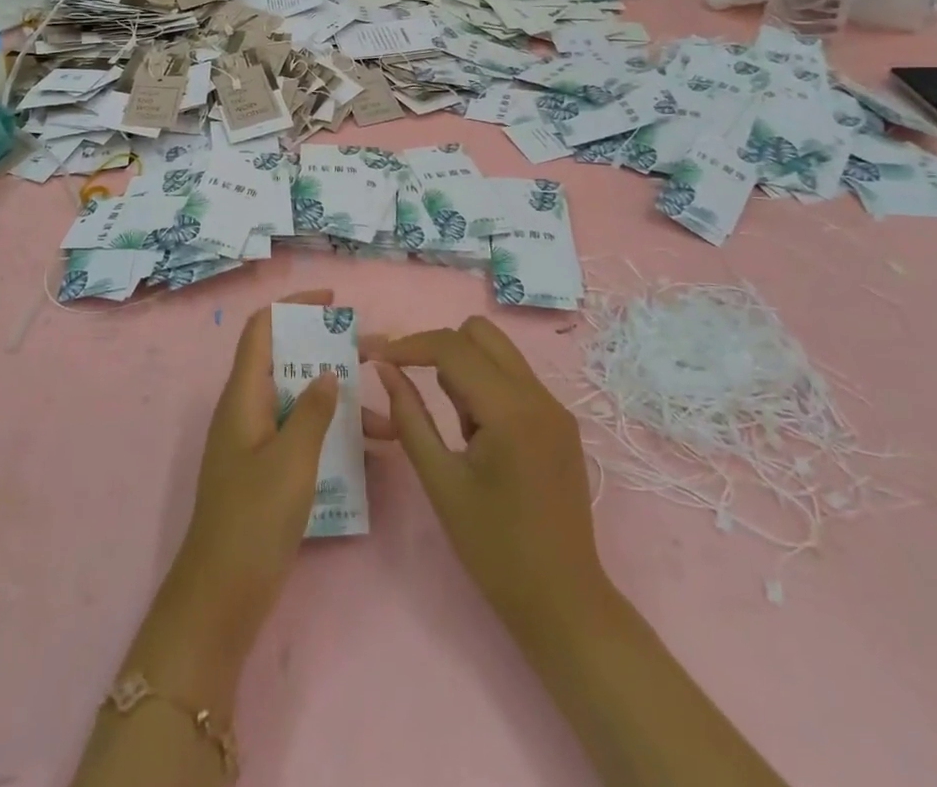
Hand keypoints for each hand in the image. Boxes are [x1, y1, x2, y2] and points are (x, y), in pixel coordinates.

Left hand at [131, 295, 337, 694]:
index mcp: (243, 394)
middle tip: (376, 355)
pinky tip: (370, 454)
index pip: (263, 328)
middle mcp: (247, 408)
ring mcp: (256, 440)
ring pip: (301, 401)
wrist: (222, 594)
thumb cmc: (254, 517)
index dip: (293, 306)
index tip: (333, 302)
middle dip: (331, 354)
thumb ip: (313, 410)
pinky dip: (332, 435)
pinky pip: (302, 435)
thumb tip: (328, 373)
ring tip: (388, 415)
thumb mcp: (291, 458)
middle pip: (288, 362)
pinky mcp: (267, 470)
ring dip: (340, 402)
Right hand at [365, 317, 609, 650]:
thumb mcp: (440, 481)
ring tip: (451, 426)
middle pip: (480, 333)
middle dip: (438, 347)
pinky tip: (474, 436)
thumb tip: (385, 369)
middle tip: (411, 382)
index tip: (372, 354)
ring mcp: (554, 408)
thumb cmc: (494, 548)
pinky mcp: (559, 423)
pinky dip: (484, 387)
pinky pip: (513, 380)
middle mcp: (538, 395)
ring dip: (463, 367)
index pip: (451, 346)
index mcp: (510, 409)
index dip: (407, 344)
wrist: (564, 603)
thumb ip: (409, 416)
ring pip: (498, 353)